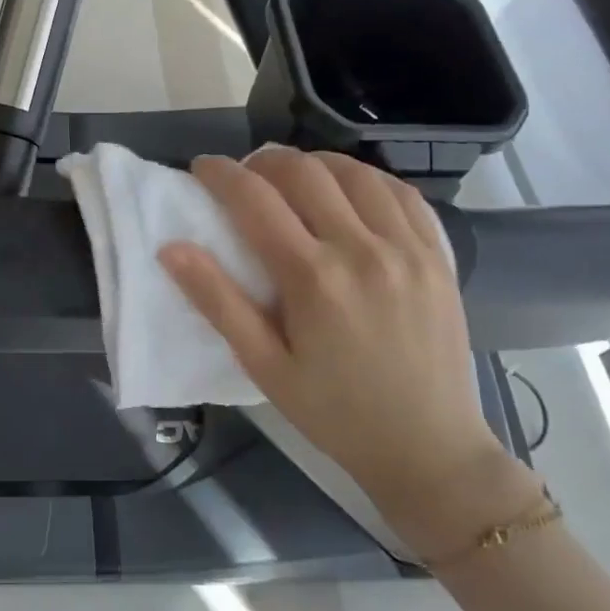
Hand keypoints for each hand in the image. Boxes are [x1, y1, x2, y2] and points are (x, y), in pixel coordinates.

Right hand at [158, 148, 538, 554]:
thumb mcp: (263, 366)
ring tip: (293, 178)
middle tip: (245, 174)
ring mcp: (408, 249)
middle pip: (305, 173)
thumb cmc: (334, 412)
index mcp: (313, 278)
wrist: (429, 449)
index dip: (221, 174)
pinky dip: (367, 179)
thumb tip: (171, 249)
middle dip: (265, 161)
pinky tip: (349, 192)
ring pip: (355, 173)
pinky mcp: (438, 257)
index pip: (255, 200)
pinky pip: (402, 194)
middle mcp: (363, 250)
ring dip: (315, 164)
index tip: (202, 167)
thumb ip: (217, 302)